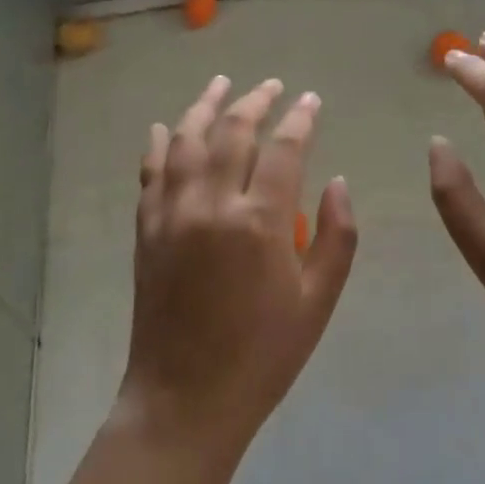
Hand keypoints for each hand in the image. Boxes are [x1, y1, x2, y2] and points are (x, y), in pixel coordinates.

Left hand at [120, 76, 357, 463]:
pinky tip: (164, 126)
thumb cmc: (262, 354)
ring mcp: (172, 212)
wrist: (185, 400)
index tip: (311, 100)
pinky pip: (150, 171)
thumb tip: (338, 181)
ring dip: (205, 105)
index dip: (301, 118)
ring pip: (186, 139)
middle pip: (233, 131)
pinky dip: (158, 143)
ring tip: (221, 84)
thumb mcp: (317, 302)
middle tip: (272, 86)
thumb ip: (336, 237)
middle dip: (256, 101)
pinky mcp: (146, 227)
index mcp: (259, 221)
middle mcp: (211, 203)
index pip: (284, 148)